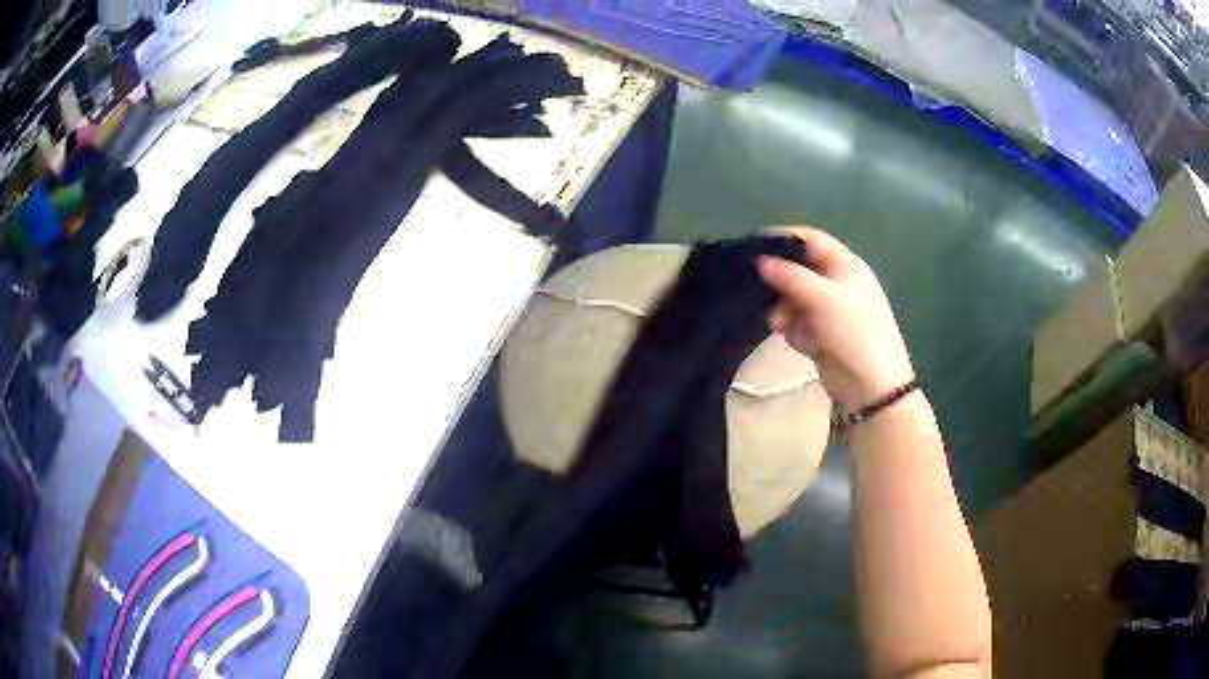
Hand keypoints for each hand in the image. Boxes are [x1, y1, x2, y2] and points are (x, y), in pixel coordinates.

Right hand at [757, 227, 914, 409]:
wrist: (871, 384)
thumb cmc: (853, 331)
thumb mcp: (823, 298)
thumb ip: (790, 276)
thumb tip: (760, 260)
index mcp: (845, 266)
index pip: (811, 240)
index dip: (784, 239)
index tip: (755, 247)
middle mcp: (837, 283)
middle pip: (798, 271)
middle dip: (782, 286)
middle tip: (764, 297)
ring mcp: (830, 311)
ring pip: (794, 300)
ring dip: (786, 313)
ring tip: (782, 328)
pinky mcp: (822, 334)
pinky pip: (798, 324)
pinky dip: (795, 332)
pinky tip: (804, 344)